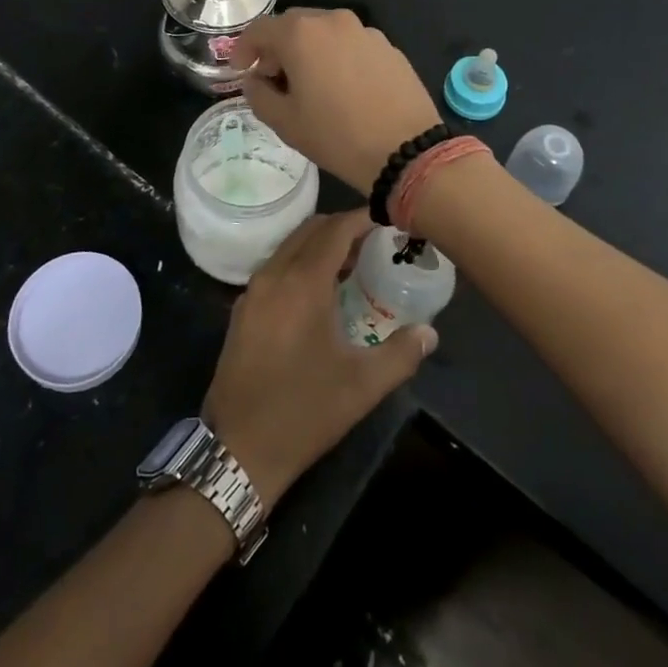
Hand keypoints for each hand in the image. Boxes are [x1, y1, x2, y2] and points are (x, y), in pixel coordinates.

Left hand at [202, 211, 435, 506]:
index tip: (388, 218)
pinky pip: (276, 266)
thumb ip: (401, 353)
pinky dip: (300, 263)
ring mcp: (253, 290)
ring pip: (290, 246)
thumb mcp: (362, 385)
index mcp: (302, 282)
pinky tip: (319, 292)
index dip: (362, 218)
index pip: (335, 229)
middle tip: (374, 242)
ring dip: (320, 244)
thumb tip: (430, 332)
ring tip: (352, 265)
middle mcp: (274, 274)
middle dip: (342, 227)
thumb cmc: (304, 411)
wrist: (238, 448)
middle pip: (310, 229)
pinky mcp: (242, 309)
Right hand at [236, 9, 442, 193]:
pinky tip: (342, 87)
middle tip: (273, 77)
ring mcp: (365, 31)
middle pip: (293, 25)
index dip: (244, 48)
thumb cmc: (337, 136)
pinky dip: (337, 57)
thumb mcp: (285, 122)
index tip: (240, 70)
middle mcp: (333, 21)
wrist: (406, 149)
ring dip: (309, 50)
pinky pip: (351, 44)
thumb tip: (255, 80)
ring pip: (325, 32)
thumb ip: (258, 94)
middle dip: (277, 47)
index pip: (260, 29)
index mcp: (301, 34)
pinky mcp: (388, 46)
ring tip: (309, 84)